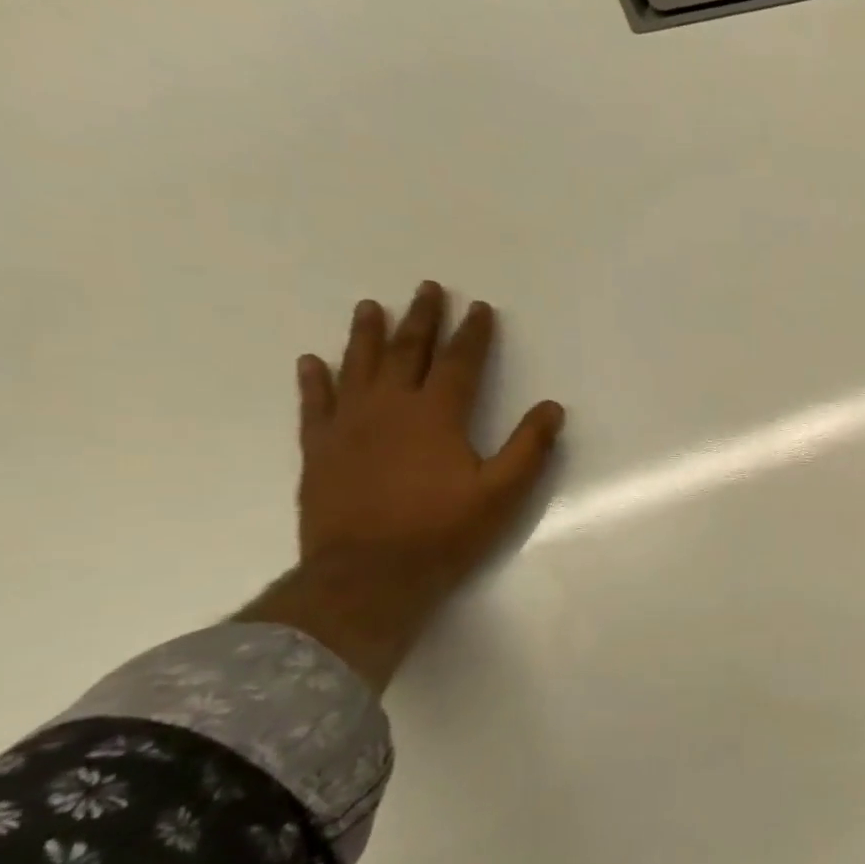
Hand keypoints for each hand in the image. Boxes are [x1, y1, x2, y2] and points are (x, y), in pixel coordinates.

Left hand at [240, 281, 563, 689]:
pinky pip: (314, 404)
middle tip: (427, 288)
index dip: (473, 333)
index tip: (480, 307)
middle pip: (406, 351)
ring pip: (357, 367)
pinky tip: (313, 361)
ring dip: (366, 334)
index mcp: (437, 415)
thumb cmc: (443, 531)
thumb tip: (551, 407)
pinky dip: (314, 380)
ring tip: (371, 306)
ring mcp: (348, 426)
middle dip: (422, 318)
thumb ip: (529, 447)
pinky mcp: (319, 450)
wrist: (367, 575)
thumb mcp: (502, 493)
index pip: (459, 362)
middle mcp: (390, 408)